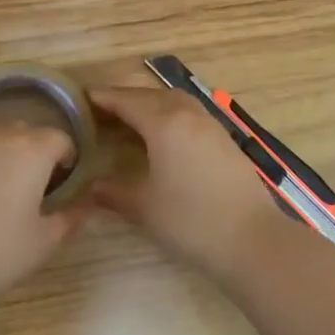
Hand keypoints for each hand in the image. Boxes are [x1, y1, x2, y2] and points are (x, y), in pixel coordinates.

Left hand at [0, 125, 86, 304]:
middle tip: (31, 189)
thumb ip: (70, 219)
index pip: (60, 138)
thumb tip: (87, 205)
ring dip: (1, 157)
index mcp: (32, 150)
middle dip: (33, 153)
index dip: (66, 158)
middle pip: (25, 133)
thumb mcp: (43, 242)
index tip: (62, 183)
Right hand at [88, 86, 287, 280]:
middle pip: (151, 95)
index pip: (127, 101)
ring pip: (174, 100)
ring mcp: (211, 125)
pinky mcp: (225, 140)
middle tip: (102, 110)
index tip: (82, 98)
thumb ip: (113, 192)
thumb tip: (89, 188)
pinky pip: (190, 113)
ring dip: (151, 103)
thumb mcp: (144, 207)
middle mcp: (188, 114)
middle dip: (126, 98)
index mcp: (164, 122)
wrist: (253, 240)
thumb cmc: (191, 221)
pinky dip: (170, 114)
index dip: (103, 98)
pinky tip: (164, 136)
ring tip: (131, 119)